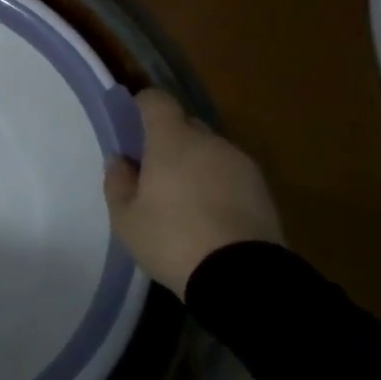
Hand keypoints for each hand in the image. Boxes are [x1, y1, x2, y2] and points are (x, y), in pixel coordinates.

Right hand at [104, 90, 284, 298]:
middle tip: (153, 171)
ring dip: (195, 164)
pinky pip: (230, 174)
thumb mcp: (126, 219)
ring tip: (184, 200)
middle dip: (169, 140)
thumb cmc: (172, 240)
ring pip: (210, 151)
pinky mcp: (263, 190)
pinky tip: (209, 216)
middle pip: (185, 125)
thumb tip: (120, 160)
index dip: (142, 106)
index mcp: (172, 141)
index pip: (157, 101)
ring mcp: (241, 164)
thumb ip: (117, 182)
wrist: (242, 278)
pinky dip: (217, 184)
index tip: (130, 124)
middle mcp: (209, 142)